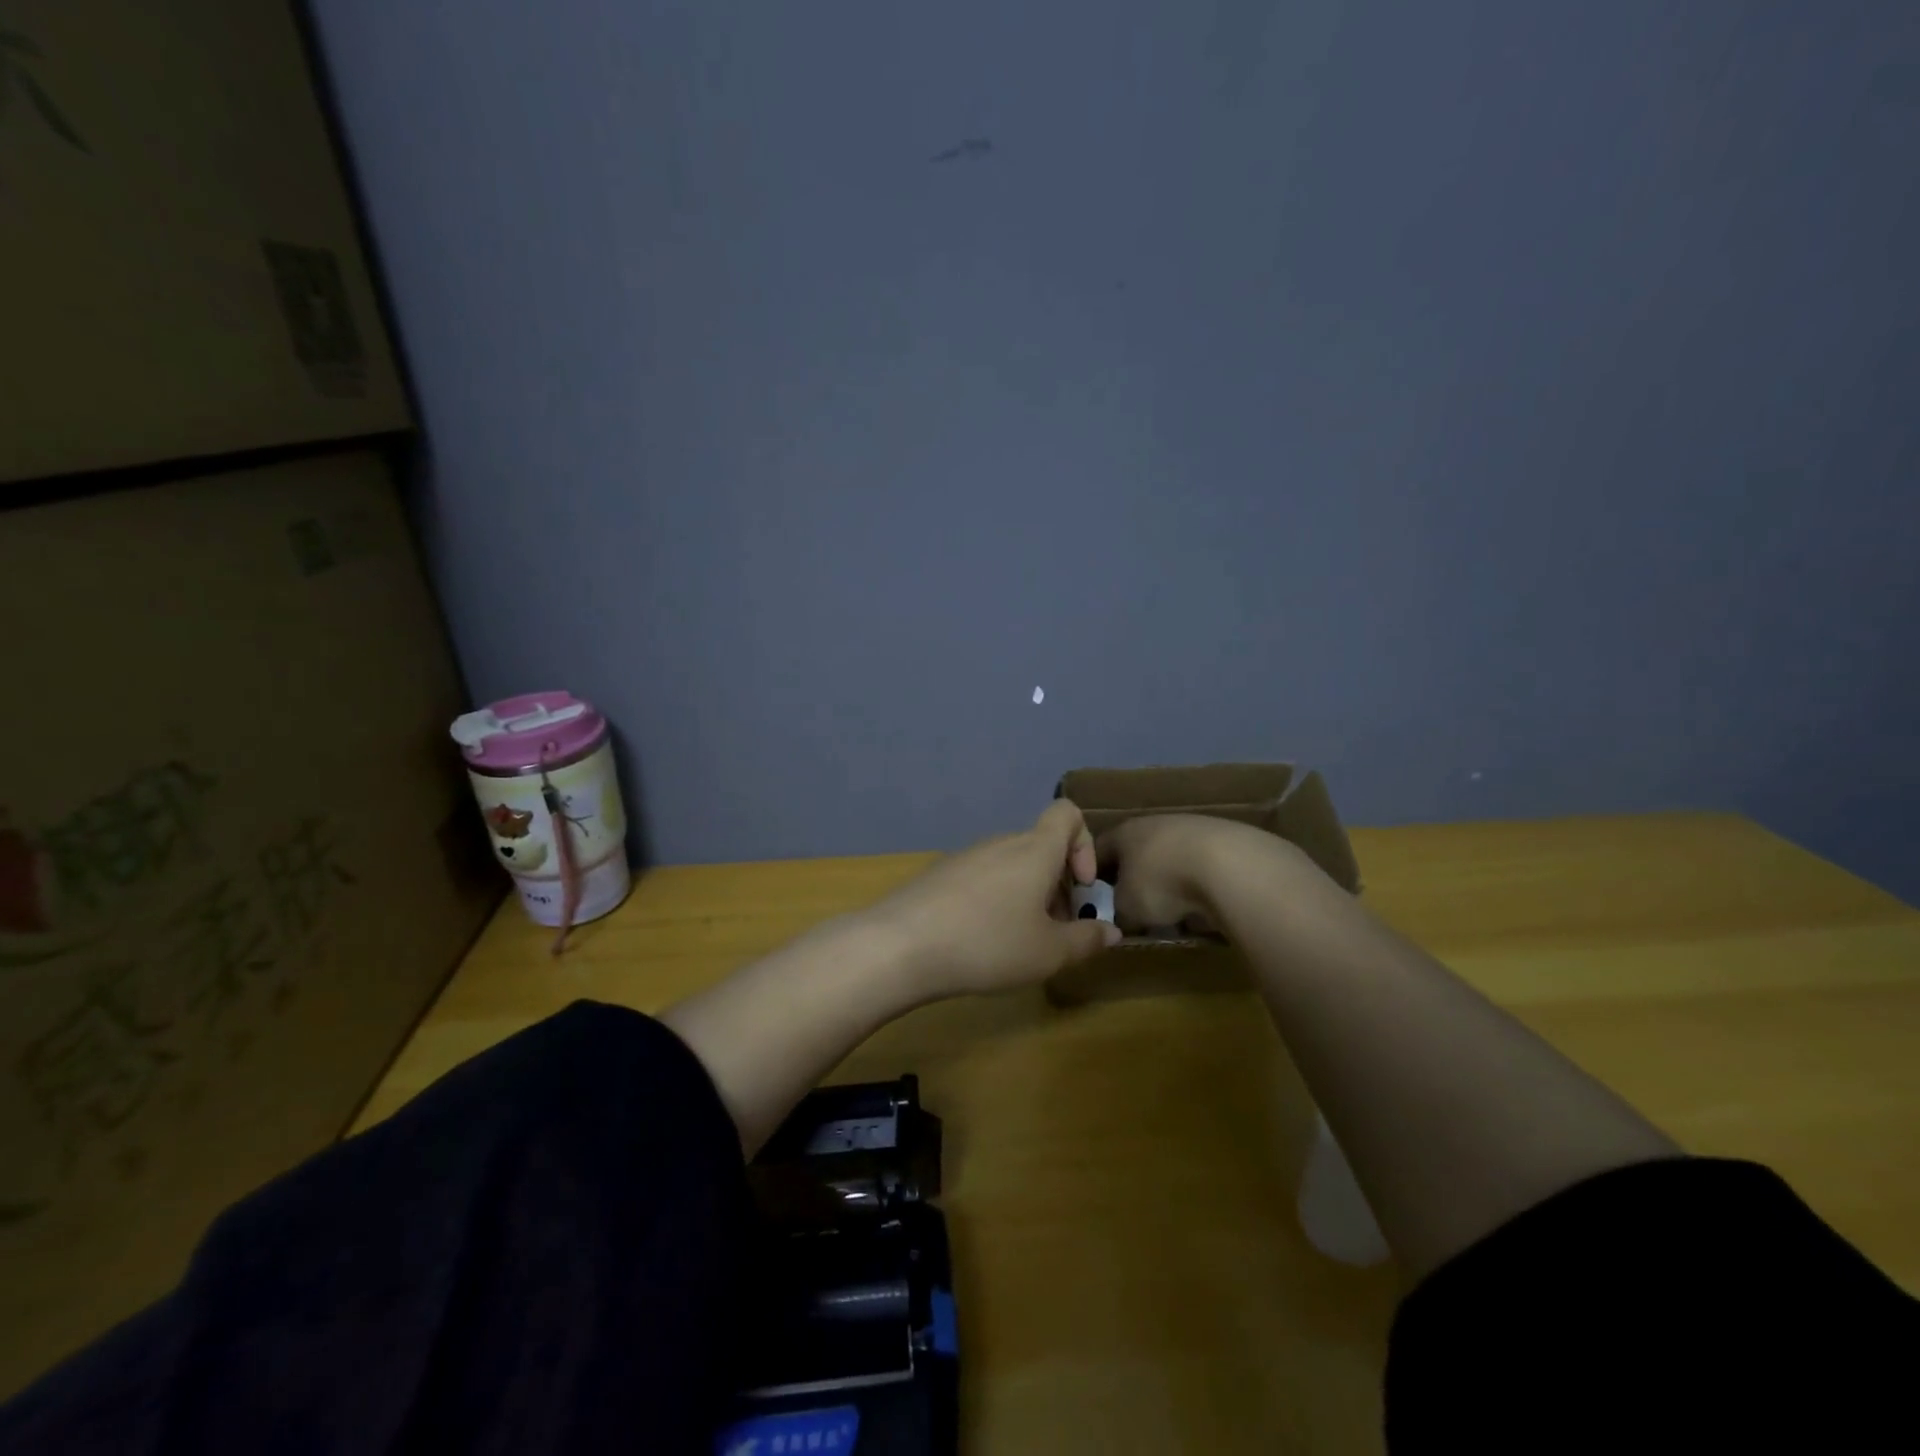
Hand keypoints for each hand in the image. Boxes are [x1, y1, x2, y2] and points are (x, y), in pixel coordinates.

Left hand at [866, 800, 1121, 996]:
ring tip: (1020, 941)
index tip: (1082, 886)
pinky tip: (981, 940)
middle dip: (1058, 884)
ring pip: (1012, 864)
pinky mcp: (940, 874)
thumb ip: (1086, 940)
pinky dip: (995, 899)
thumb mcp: (1049, 953)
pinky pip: (982, 876)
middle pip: (1041, 847)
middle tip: (1056, 931)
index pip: (1067, 813)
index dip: (1085, 843)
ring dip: (1028, 894)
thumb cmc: (988, 943)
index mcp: (1034, 850)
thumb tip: (1111, 931)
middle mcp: (1001, 842)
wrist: (901, 944)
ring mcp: (966, 856)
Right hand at [1097, 813, 1295, 933]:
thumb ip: (1117, 911)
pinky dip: (1199, 886)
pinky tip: (1205, 907)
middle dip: (1135, 881)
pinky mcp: (1226, 842)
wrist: (1230, 867)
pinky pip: (1201, 868)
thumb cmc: (1162, 882)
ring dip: (1169, 884)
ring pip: (1171, 860)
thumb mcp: (1127, 907)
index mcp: (1124, 832)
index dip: (1092, 875)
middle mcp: (1156, 823)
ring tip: (1174, 914)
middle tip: (1135, 911)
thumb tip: (1121, 916)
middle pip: (1137, 853)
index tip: (1094, 899)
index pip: (1098, 850)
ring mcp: (1193, 829)